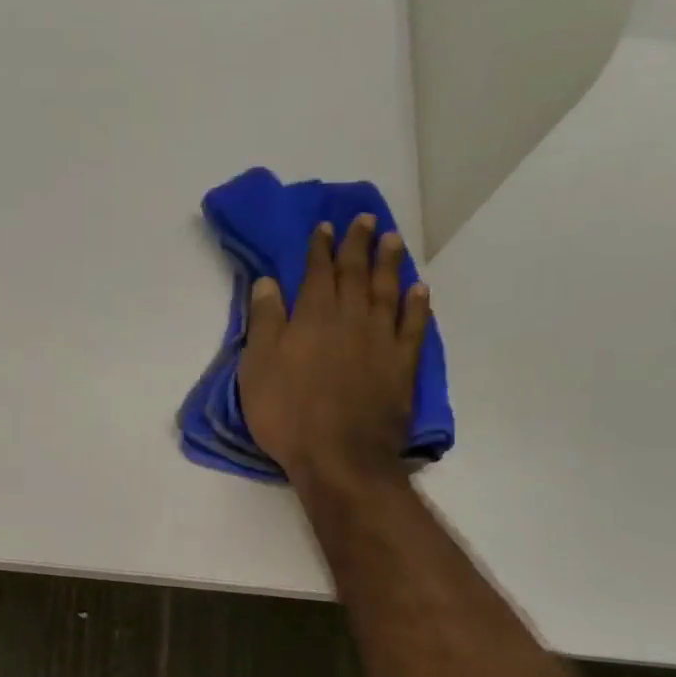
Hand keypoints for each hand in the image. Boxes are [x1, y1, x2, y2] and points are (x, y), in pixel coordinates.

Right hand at [237, 213, 430, 495]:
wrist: (339, 456)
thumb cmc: (287, 413)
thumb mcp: (257, 367)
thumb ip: (264, 322)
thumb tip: (267, 282)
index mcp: (312, 316)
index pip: (316, 271)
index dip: (319, 247)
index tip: (324, 226)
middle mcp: (350, 318)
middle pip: (355, 272)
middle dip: (358, 244)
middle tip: (365, 220)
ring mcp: (381, 340)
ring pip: (387, 291)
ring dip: (389, 263)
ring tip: (393, 239)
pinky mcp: (401, 365)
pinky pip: (413, 326)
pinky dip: (417, 305)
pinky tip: (419, 290)